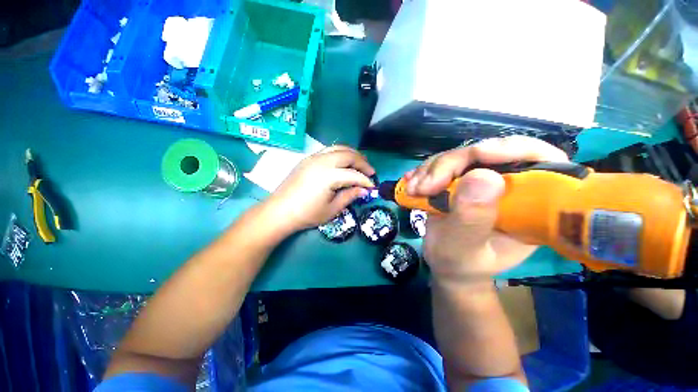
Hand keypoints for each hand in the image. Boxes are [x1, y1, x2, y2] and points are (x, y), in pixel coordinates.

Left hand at [264, 146, 375, 232]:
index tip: (372, 186)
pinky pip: (329, 150)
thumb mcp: (332, 209)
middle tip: (370, 172)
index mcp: (328, 176)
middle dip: (362, 162)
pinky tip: (343, 163)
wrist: (279, 211)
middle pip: (348, 154)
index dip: (366, 180)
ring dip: (352, 154)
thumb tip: (364, 190)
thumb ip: (350, 196)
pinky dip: (340, 153)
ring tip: (360, 164)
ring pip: (338, 148)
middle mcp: (322, 161)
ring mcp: (313, 157)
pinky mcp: (308, 159)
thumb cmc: (307, 214)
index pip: (354, 174)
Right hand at [406, 136, 568, 283]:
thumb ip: (473, 219)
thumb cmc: (461, 264)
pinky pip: (442, 163)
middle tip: (425, 187)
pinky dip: (424, 171)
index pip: (541, 161)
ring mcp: (482, 179)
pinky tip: (411, 184)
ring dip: (431, 169)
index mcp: (531, 205)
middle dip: (451, 164)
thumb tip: (482, 176)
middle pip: (489, 152)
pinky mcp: (460, 178)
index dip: (514, 149)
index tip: (477, 154)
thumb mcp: (464, 249)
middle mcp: (510, 186)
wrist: (445, 263)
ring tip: (413, 191)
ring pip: (459, 155)